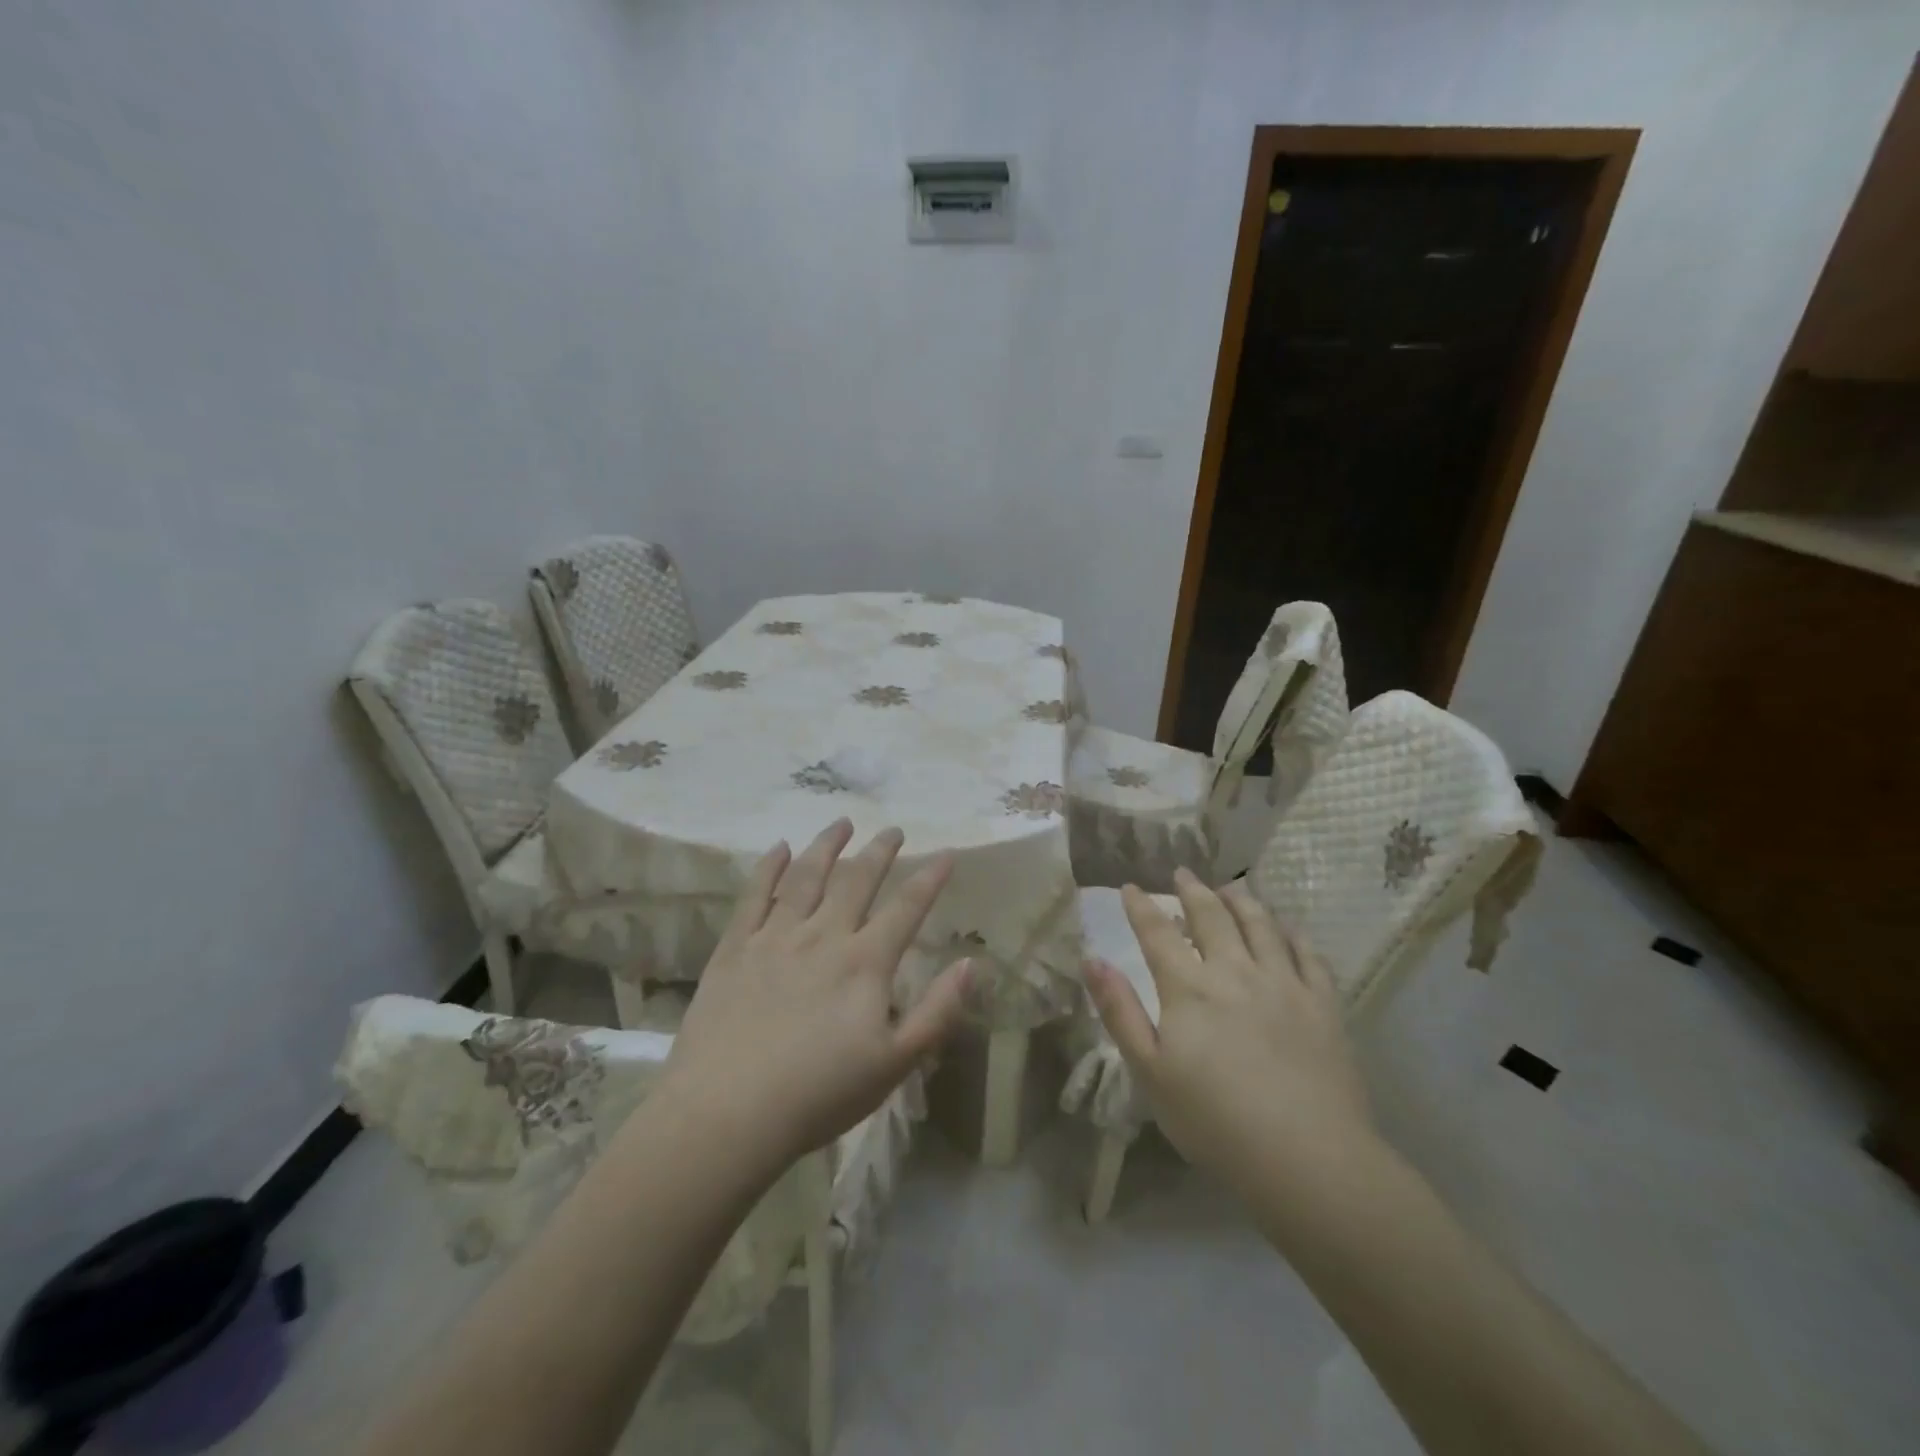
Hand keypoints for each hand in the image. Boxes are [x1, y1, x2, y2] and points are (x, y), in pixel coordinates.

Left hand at [661, 820, 969, 1167]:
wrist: (728, 1113)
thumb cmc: (819, 1094)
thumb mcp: (895, 1064)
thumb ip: (937, 1011)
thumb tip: (971, 964)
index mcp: (865, 963)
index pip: (907, 907)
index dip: (930, 877)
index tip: (947, 852)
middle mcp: (823, 936)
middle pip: (857, 880)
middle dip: (880, 851)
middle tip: (893, 830)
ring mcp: (775, 937)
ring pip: (806, 876)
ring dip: (827, 846)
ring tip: (841, 823)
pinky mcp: (735, 948)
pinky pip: (754, 895)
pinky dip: (769, 867)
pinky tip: (778, 848)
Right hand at [1085, 870, 1373, 1193]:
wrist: (1307, 1158)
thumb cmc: (1215, 1121)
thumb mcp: (1150, 1072)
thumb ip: (1120, 1012)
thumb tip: (1092, 960)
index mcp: (1190, 988)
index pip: (1158, 934)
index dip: (1141, 907)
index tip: (1130, 887)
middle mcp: (1235, 971)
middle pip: (1212, 917)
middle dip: (1193, 891)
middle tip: (1183, 873)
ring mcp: (1284, 984)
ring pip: (1261, 925)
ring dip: (1241, 901)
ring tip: (1231, 888)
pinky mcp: (1322, 1004)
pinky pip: (1308, 955)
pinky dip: (1293, 934)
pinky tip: (1287, 929)